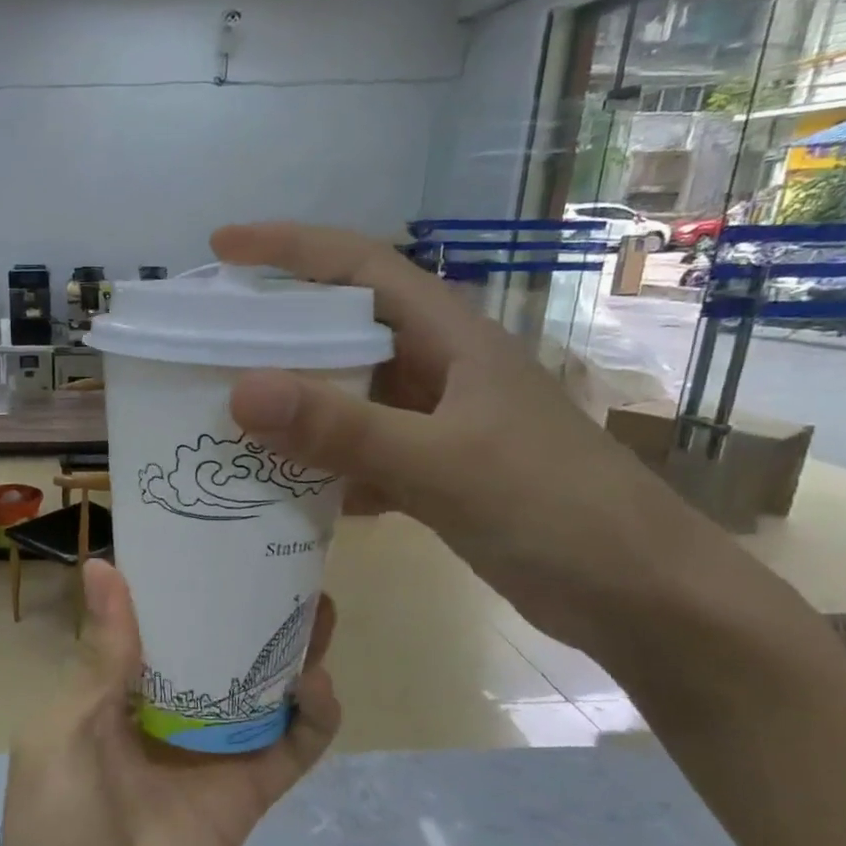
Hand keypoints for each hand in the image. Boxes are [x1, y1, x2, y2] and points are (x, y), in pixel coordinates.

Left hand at [0, 561, 341, 845]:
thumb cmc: (56, 824)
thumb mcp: (64, 729)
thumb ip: (100, 657)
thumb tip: (103, 565)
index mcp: (117, 691)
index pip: (158, 625)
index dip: (182, 586)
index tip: (211, 541)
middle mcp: (168, 713)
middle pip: (219, 651)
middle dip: (248, 612)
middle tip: (284, 568)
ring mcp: (212, 753)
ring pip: (261, 691)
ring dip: (292, 653)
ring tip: (319, 609)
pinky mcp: (248, 796)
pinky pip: (290, 749)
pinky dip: (311, 718)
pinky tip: (316, 685)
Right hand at [211, 221, 736, 655]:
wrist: (639, 597)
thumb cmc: (554, 510)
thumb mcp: (441, 463)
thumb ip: (341, 429)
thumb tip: (241, 391)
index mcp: (452, 340)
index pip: (362, 268)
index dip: (291, 248)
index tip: (222, 248)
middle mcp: (441, 371)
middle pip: (346, 329)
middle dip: (277, 326)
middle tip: (206, 339)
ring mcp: (439, 425)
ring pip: (350, 396)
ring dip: (295, 402)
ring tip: (228, 412)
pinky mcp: (437, 474)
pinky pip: (361, 454)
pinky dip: (322, 465)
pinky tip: (284, 488)